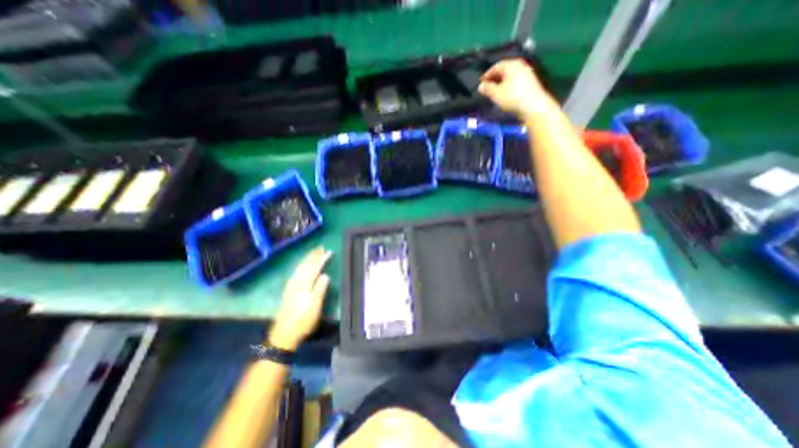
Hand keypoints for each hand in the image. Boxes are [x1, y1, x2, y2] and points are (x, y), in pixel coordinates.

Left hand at [268, 246, 330, 351]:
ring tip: (313, 253)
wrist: (285, 333)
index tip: (329, 251)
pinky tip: (302, 266)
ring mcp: (291, 285)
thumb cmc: (304, 319)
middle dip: (313, 256)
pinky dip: (301, 265)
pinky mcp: (289, 290)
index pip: (314, 268)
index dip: (321, 259)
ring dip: (307, 259)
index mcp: (304, 284)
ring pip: (300, 267)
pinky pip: (296, 271)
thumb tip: (325, 274)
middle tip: (320, 247)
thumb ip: (320, 288)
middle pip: (305, 265)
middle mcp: (297, 282)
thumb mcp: (315, 305)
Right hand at [477, 58, 556, 118]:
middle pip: (504, 70)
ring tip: (495, 91)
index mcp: (511, 65)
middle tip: (487, 87)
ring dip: (501, 82)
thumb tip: (480, 86)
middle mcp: (520, 65)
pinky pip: (515, 81)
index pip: (496, 66)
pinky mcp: (530, 82)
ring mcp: (527, 73)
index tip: (480, 83)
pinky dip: (508, 85)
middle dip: (494, 78)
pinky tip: (505, 94)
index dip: (486, 75)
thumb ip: (487, 88)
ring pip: (510, 76)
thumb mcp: (496, 94)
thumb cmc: (512, 97)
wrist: (533, 106)